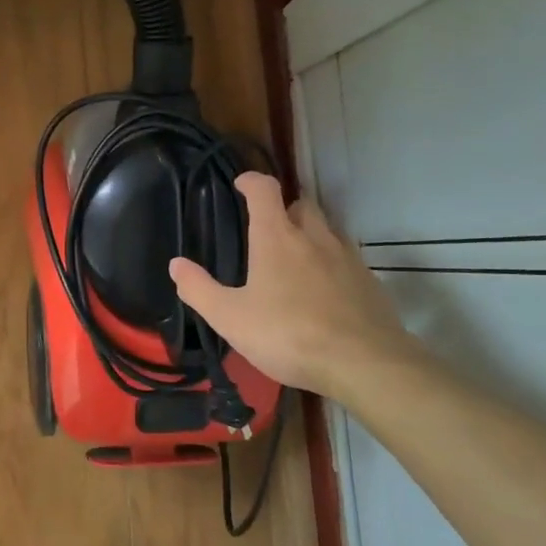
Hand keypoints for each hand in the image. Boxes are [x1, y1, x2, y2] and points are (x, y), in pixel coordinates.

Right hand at [170, 173, 427, 406]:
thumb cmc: (288, 334)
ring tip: (294, 262)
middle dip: (283, 209)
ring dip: (309, 236)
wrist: (364, 364)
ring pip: (326, 230)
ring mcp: (347, 257)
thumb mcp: (230, 318)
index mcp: (277, 237)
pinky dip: (330, 265)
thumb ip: (199, 289)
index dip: (251, 181)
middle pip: (301, 204)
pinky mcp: (369, 281)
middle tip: (267, 230)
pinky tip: (322, 292)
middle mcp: (315, 237)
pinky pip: (345, 260)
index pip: (265, 190)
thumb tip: (176, 264)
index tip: (240, 185)